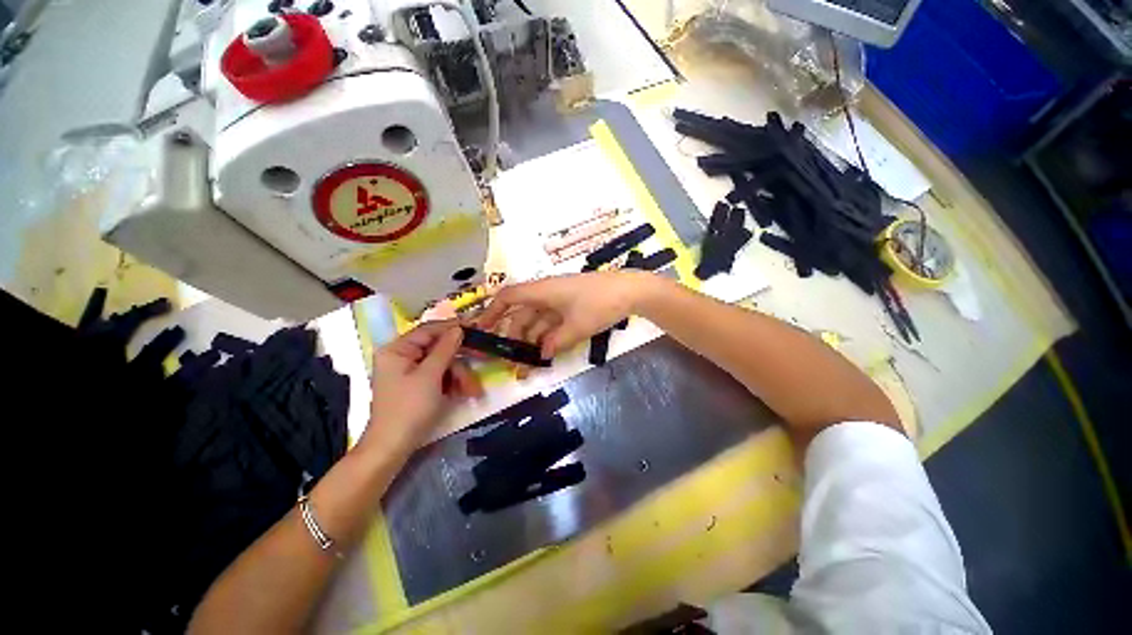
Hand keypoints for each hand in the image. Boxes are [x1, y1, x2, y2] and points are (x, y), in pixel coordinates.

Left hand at [361, 321, 482, 452]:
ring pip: (442, 364)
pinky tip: (464, 393)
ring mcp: (409, 372)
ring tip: (472, 391)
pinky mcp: (417, 385)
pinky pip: (439, 376)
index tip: (475, 328)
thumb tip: (458, 329)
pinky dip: (452, 383)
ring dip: (459, 375)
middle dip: (459, 361)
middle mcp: (402, 356)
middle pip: (438, 349)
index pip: (428, 330)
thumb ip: (445, 349)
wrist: (392, 447)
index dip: (452, 328)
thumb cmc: (409, 408)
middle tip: (481, 360)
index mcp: (397, 350)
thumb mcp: (430, 376)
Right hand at [475, 271, 656, 359]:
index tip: (482, 331)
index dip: (492, 312)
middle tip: (511, 362)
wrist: (631, 291)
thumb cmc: (600, 304)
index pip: (509, 297)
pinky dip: (547, 337)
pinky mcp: (571, 307)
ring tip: (528, 365)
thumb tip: (541, 354)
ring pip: (537, 321)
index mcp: (542, 291)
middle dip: (515, 338)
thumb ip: (555, 342)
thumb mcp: (576, 327)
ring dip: (532, 341)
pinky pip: (552, 322)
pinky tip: (546, 353)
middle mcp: (547, 294)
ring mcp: (559, 301)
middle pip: (522, 315)